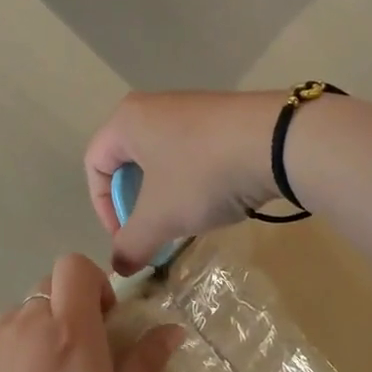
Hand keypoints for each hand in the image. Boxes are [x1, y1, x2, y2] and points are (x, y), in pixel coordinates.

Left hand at [0, 254, 183, 371]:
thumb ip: (144, 370)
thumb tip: (169, 329)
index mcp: (71, 332)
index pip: (75, 266)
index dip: (90, 284)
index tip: (101, 324)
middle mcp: (23, 323)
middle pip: (44, 295)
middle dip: (62, 320)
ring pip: (12, 326)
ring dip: (27, 348)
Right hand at [84, 91, 283, 273]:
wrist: (276, 142)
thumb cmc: (201, 174)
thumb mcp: (160, 217)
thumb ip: (131, 244)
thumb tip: (119, 266)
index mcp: (126, 120)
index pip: (94, 164)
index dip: (103, 207)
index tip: (127, 237)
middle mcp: (153, 105)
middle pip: (128, 160)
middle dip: (137, 202)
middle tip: (155, 229)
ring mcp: (190, 106)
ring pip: (162, 157)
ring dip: (166, 193)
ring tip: (187, 218)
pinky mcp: (221, 114)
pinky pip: (192, 150)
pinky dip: (193, 178)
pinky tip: (215, 196)